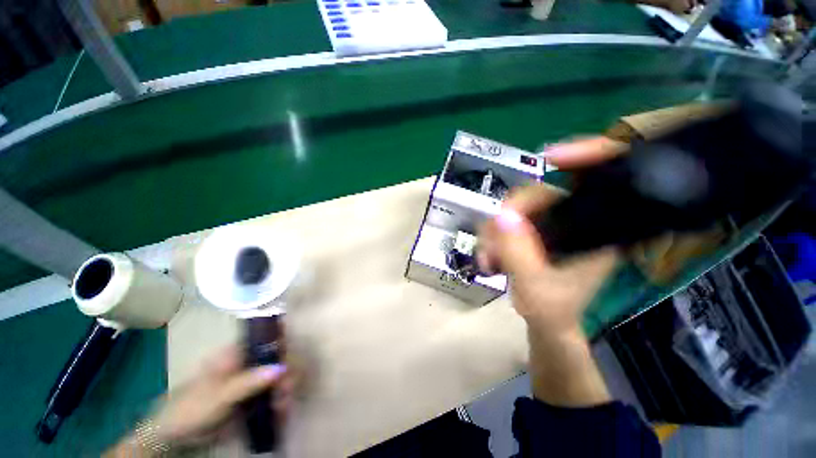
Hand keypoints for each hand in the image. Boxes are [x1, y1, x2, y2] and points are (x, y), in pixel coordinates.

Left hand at [106, 346, 292, 455]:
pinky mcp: (252, 395)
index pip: (269, 338)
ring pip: (278, 375)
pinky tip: (281, 411)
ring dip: (285, 388)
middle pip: (278, 358)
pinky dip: (280, 400)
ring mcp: (251, 378)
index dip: (284, 344)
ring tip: (283, 406)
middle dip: (287, 372)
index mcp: (238, 352)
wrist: (176, 434)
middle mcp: (249, 361)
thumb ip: (249, 381)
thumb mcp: (219, 395)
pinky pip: (272, 392)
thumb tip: (281, 368)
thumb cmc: (193, 407)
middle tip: (287, 391)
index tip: (291, 361)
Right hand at [478, 136, 623, 336]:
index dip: (586, 155)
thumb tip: (501, 215)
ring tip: (487, 261)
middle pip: (538, 194)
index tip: (551, 157)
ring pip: (514, 208)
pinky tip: (489, 256)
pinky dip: (492, 236)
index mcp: (599, 230)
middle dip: (505, 218)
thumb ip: (518, 253)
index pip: (602, 179)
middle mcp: (577, 219)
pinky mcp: (533, 229)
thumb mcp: (535, 288)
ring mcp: (551, 222)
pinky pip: (506, 220)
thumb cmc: (553, 311)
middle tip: (489, 248)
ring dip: (493, 232)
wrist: (546, 322)